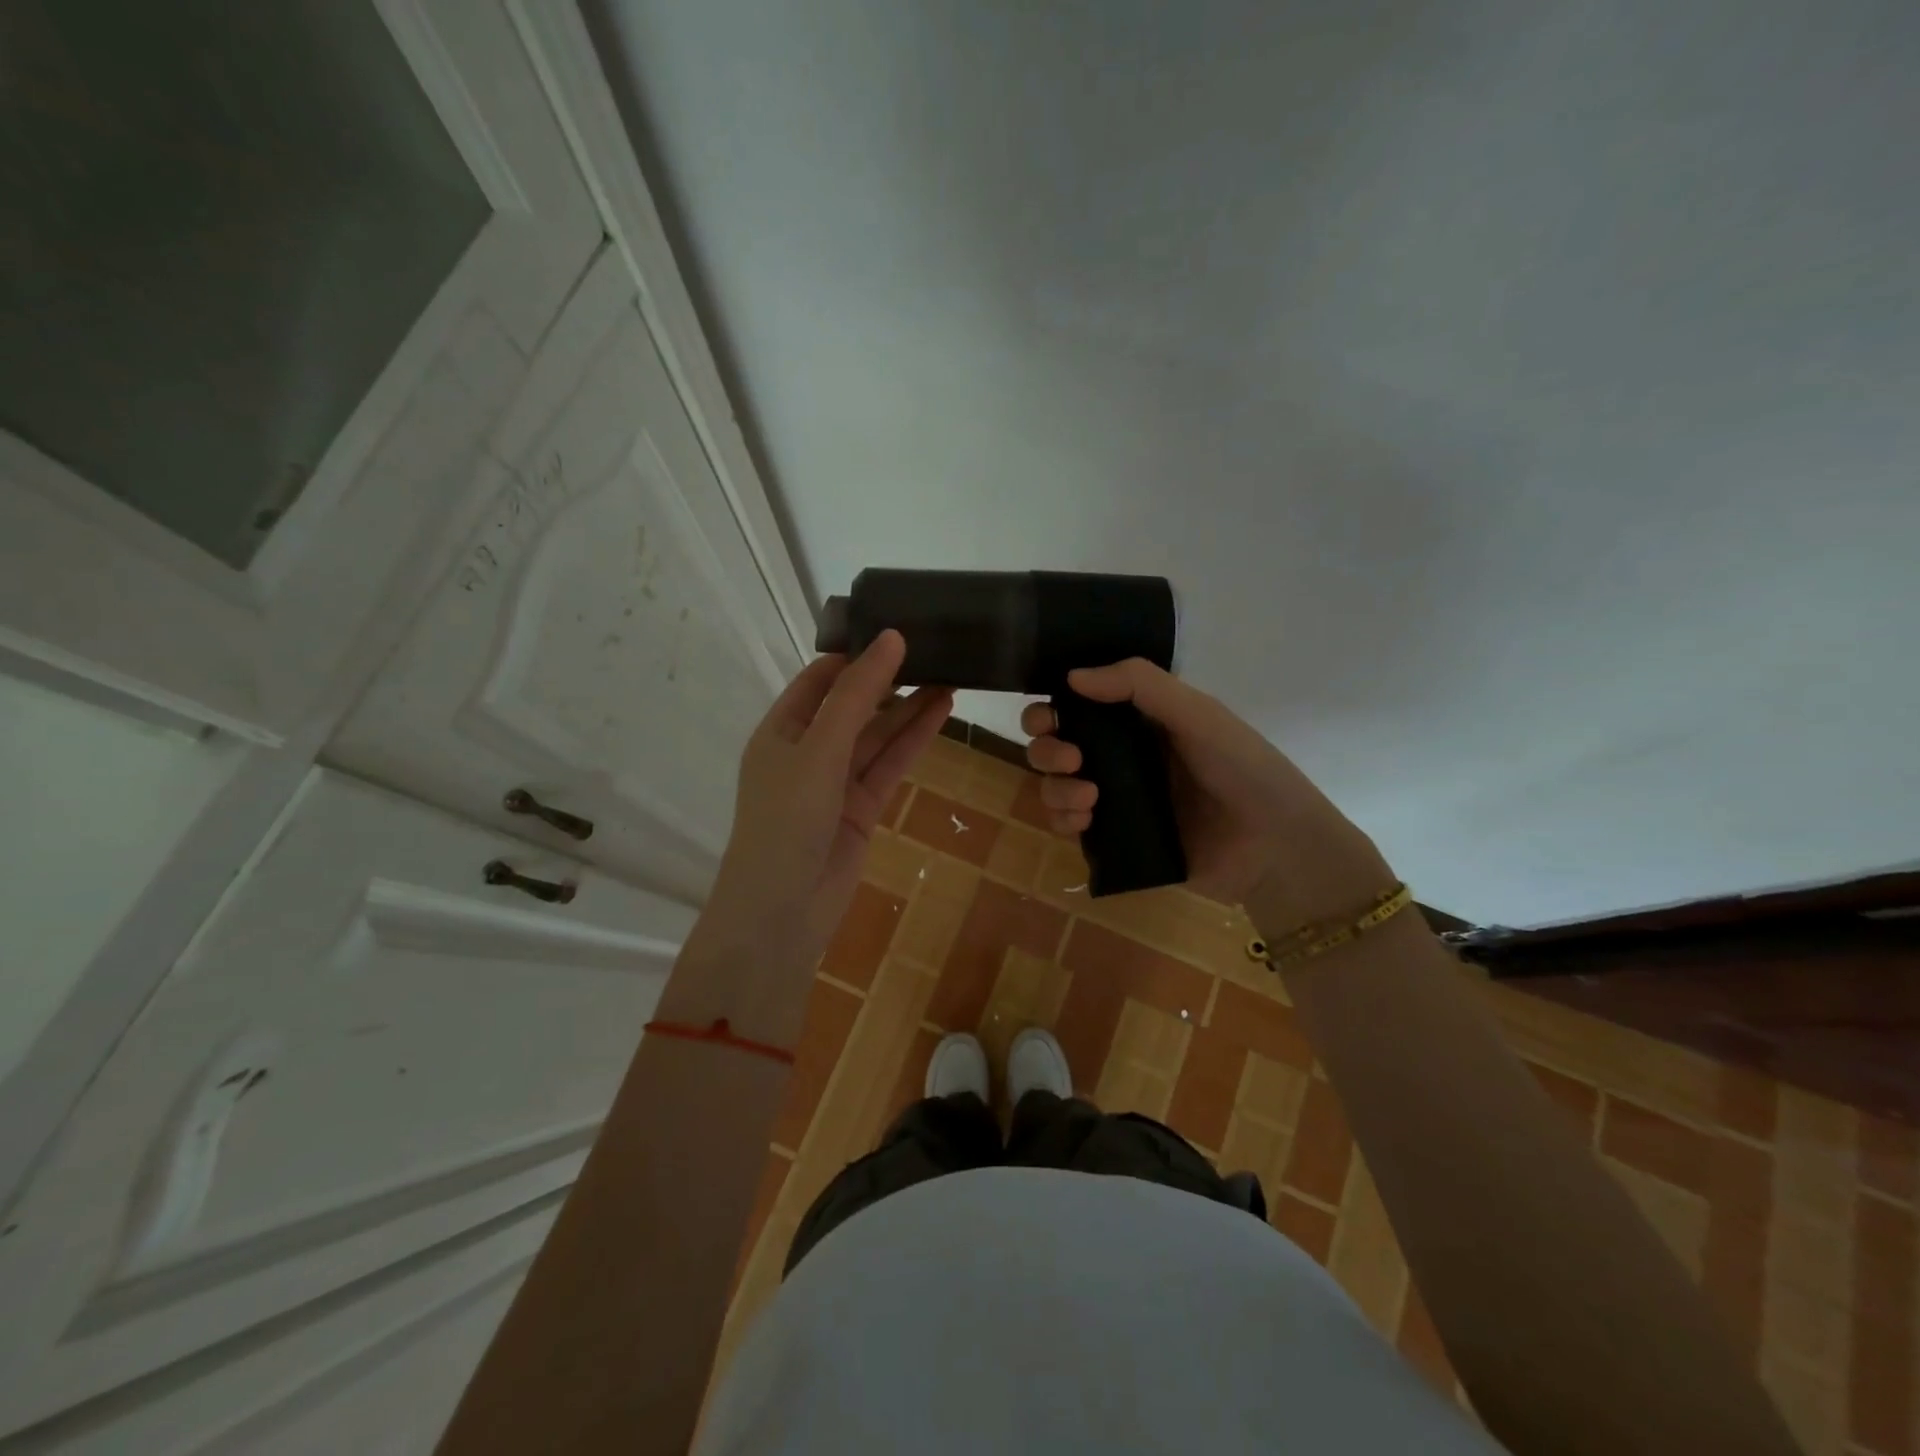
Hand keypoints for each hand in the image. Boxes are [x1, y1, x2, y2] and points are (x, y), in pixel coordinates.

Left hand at [707, 630, 950, 960]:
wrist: (782, 912)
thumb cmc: (787, 820)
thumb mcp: (819, 748)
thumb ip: (856, 695)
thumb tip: (890, 638)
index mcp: (780, 730)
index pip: (820, 680)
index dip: (856, 655)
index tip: (898, 631)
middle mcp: (807, 751)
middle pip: (854, 706)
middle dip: (890, 681)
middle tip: (935, 652)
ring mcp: (835, 782)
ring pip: (878, 736)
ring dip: (910, 709)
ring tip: (951, 676)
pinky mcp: (861, 809)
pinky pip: (889, 765)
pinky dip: (914, 741)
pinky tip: (942, 713)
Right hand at [1021, 659, 1394, 931]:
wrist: (1275, 845)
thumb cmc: (1242, 767)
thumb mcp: (1196, 713)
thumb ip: (1138, 684)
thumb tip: (1071, 676)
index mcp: (1138, 721)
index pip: (1077, 706)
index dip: (1052, 708)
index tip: (1047, 717)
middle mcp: (1120, 757)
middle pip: (1056, 746)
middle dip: (1046, 749)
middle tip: (1070, 758)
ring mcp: (1116, 800)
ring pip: (1057, 786)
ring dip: (1055, 787)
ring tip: (1089, 796)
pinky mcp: (1116, 840)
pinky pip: (1071, 826)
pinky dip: (1065, 820)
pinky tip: (1085, 820)